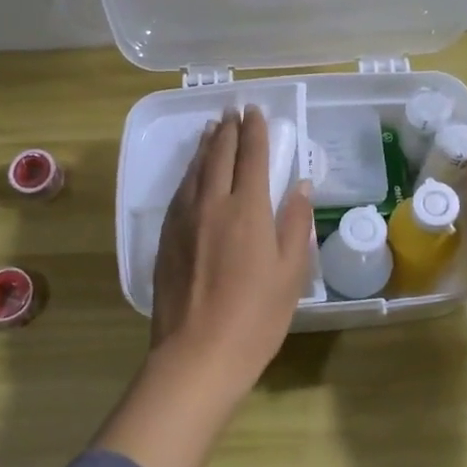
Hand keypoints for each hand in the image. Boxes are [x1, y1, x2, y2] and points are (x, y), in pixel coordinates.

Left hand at [150, 107, 315, 395]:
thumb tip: (299, 186)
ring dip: (206, 146)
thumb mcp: (290, 274)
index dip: (255, 131)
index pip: (251, 156)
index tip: (256, 111)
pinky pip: (179, 191)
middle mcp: (211, 204)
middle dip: (229, 130)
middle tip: (234, 111)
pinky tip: (192, 172)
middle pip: (219, 156)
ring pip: (195, 170)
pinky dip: (189, 173)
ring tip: (213, 129)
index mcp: (247, 210)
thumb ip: (295, 225)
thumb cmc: (256, 318)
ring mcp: (184, 220)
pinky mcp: (166, 238)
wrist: (197, 355)